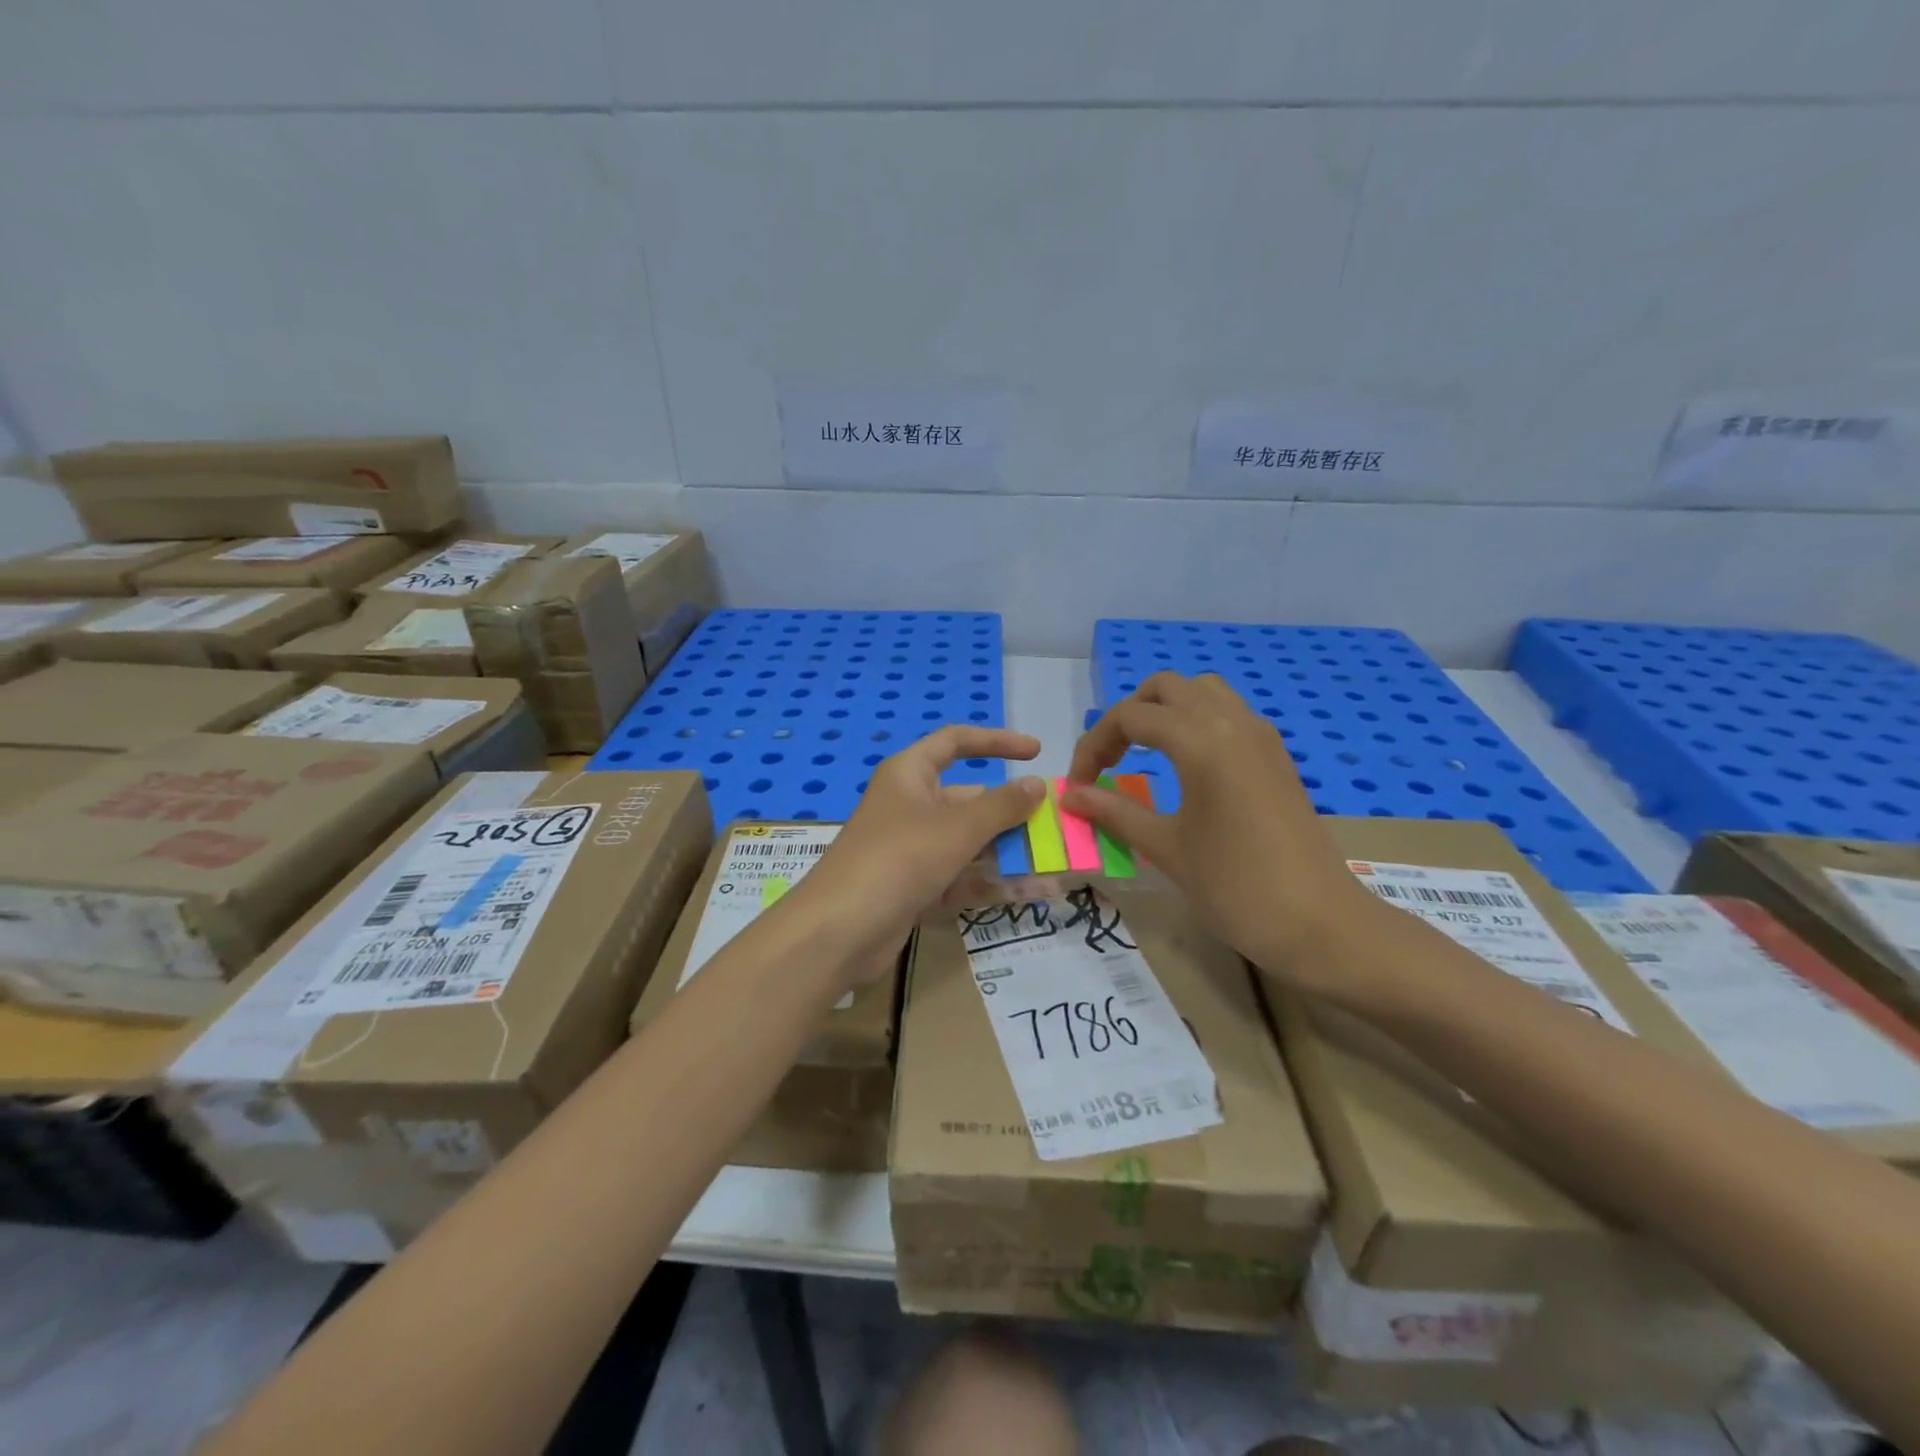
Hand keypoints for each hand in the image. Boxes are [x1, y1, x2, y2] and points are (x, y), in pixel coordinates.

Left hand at [790, 726, 1045, 984]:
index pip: (956, 743)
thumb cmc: (898, 859)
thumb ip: (1002, 806)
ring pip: (971, 844)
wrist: (838, 932)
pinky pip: (963, 877)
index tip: (1037, 752)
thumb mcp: (956, 828)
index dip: (996, 742)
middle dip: (1014, 815)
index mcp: (910, 774)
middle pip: (971, 801)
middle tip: (1059, 828)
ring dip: (1012, 855)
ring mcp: (913, 850)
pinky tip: (1036, 893)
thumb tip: (1037, 785)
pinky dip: (994, 883)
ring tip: (1062, 867)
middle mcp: (911, 806)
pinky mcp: (916, 888)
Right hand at [1060, 672, 1386, 986]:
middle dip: (1128, 716)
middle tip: (1109, 762)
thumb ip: (1115, 813)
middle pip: (1166, 688)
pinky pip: (1228, 714)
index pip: (1130, 717)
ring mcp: (1261, 736)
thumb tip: (1070, 796)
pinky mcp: (1276, 756)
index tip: (1079, 786)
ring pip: (1202, 692)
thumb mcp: (1166, 848)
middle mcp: (1232, 722)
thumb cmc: (1236, 887)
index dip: (1094, 745)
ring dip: (1165, 711)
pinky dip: (1196, 722)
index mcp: (1201, 740)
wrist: (1322, 924)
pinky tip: (1186, 767)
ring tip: (1143, 755)